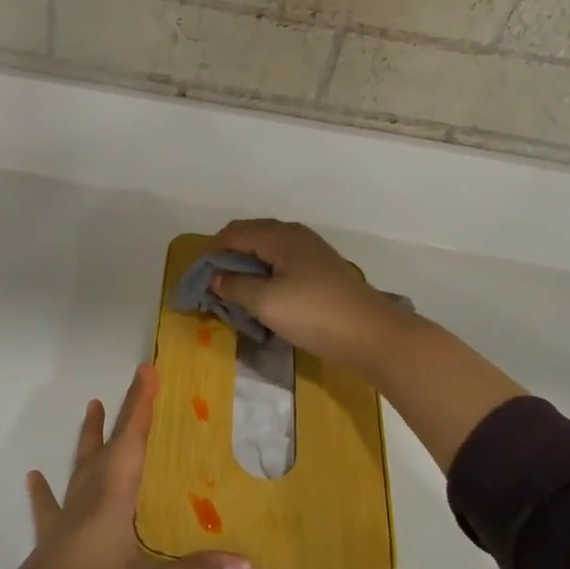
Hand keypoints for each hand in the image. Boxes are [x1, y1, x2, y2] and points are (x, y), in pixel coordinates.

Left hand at [0, 365, 252, 568]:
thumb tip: (247, 564)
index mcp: (112, 497)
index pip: (130, 440)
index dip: (139, 405)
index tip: (147, 370)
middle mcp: (88, 498)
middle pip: (107, 445)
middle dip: (122, 414)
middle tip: (133, 386)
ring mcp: (66, 519)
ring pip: (80, 466)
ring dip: (89, 437)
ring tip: (90, 407)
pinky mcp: (51, 542)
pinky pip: (51, 506)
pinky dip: (45, 490)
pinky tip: (34, 478)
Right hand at [208, 219, 416, 377]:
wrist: (372, 335)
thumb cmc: (314, 314)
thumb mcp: (266, 303)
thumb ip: (236, 286)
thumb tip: (215, 277)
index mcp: (279, 236)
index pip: (234, 233)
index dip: (211, 251)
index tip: (196, 277)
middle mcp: (295, 235)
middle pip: (250, 235)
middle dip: (227, 256)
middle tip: (212, 284)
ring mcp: (311, 251)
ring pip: (267, 249)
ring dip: (246, 265)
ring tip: (234, 290)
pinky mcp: (321, 269)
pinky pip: (282, 261)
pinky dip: (265, 272)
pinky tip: (263, 294)